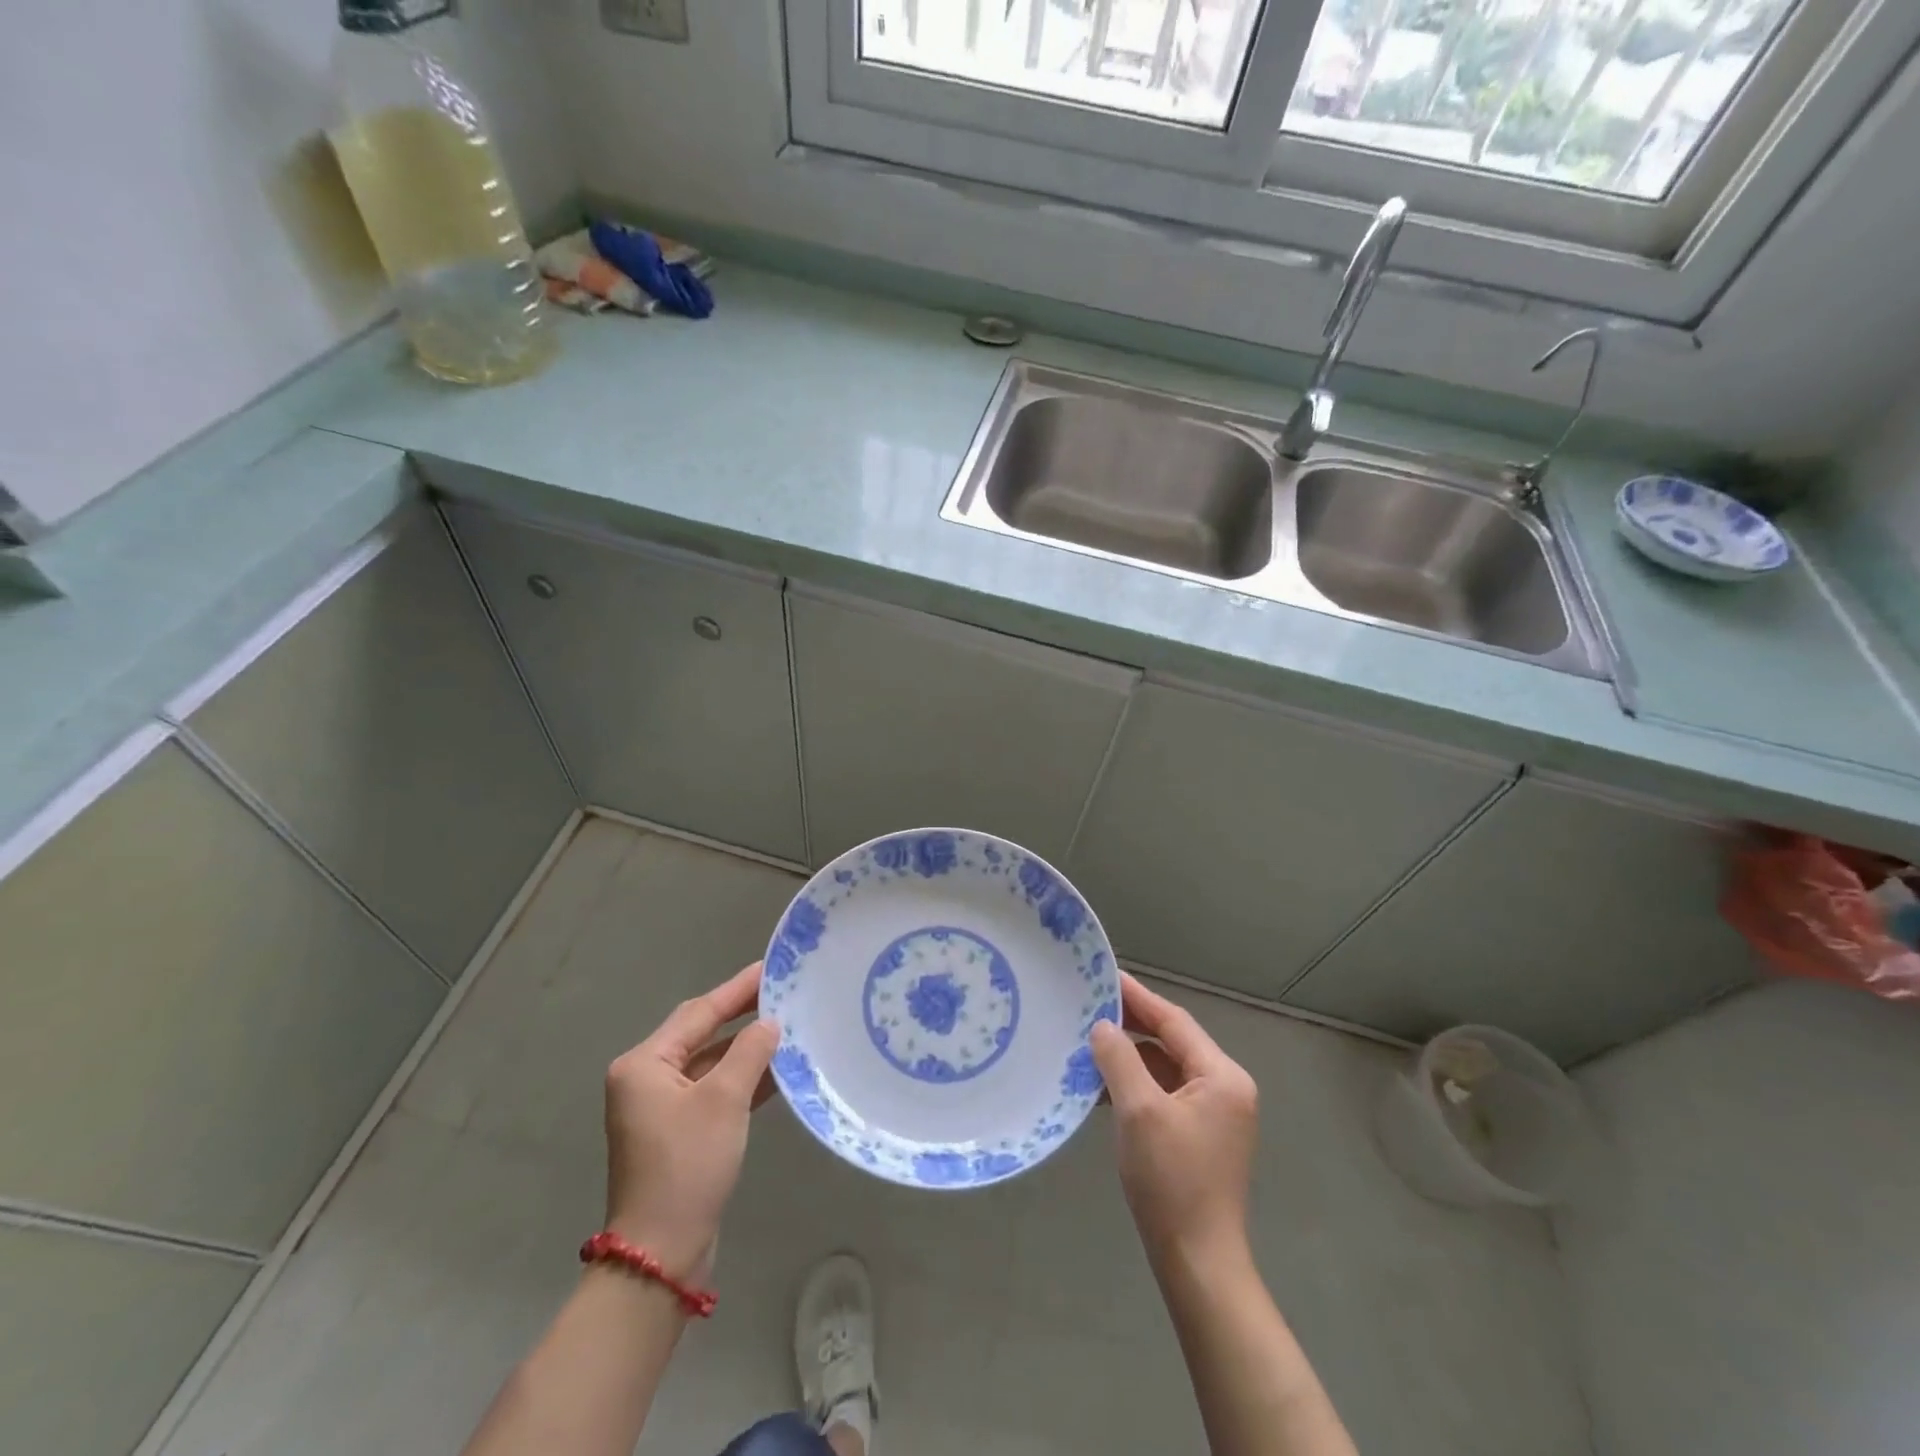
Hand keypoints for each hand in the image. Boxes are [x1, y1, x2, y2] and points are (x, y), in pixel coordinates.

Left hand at [602, 963, 779, 1279]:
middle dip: (741, 1013)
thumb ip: (750, 1052)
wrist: (662, 1253)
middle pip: (701, 1033)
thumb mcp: (724, 1100)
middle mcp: (646, 1079)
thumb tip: (769, 1023)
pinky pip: (713, 1090)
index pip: (699, 1012)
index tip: (770, 967)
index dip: (737, 989)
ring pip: (710, 1062)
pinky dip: (742, 1078)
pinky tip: (777, 1070)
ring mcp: (660, 1108)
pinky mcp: (678, 1132)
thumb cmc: (688, 1165)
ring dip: (746, 1048)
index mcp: (643, 1064)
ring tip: (788, 1023)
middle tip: (782, 990)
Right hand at [1090, 973, 1258, 1267]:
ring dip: (1130, 1058)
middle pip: (1172, 1042)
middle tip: (1089, 1006)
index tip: (1104, 975)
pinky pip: (1164, 1094)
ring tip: (1088, 1044)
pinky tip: (1103, 1087)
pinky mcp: (1199, 1136)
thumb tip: (1103, 1026)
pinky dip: (1136, 1086)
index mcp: (1221, 1076)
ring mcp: (1215, 1114)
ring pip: (1166, 1069)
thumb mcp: (1139, 1111)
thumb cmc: (1172, 1181)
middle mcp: (1225, 1088)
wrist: (1198, 1263)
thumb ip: (1120, 1059)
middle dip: (1131, 1025)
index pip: (1174, 1021)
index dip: (1137, 997)